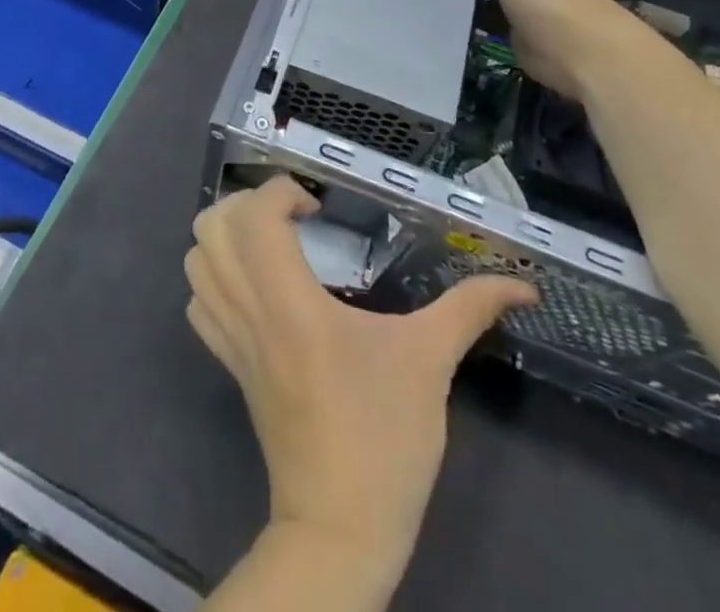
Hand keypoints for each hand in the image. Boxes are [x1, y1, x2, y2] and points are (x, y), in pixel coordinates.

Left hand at [187, 177, 538, 583]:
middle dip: (246, 203)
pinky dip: (214, 277)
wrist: (339, 526)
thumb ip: (469, 310)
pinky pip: (198, 300)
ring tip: (270, 242)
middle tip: (290, 217)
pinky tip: (253, 285)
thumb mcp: (431, 363)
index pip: (256, 217)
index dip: (281, 192)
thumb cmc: (385, 439)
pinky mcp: (227, 362)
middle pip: (212, 225)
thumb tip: (523, 284)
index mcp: (292, 302)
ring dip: (225, 235)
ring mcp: (230, 337)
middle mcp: (250, 310)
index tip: (318, 207)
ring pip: (196, 258)